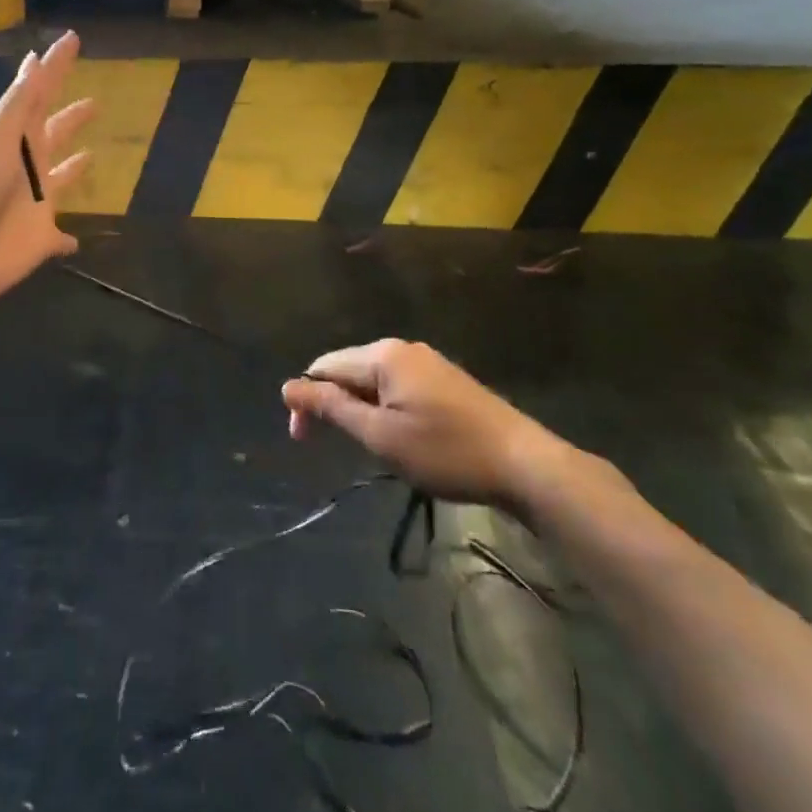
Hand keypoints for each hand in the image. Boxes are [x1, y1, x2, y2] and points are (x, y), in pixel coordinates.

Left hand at [0, 32, 93, 306]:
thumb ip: (20, 104)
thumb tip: (35, 59)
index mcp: (12, 137)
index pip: (39, 93)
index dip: (55, 67)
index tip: (71, 40)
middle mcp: (25, 166)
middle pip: (54, 135)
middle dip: (71, 118)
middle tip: (94, 103)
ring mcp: (33, 204)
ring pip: (59, 181)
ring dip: (73, 169)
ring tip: (90, 157)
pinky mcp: (39, 240)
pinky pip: (59, 238)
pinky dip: (68, 240)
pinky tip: (75, 242)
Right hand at [281, 339, 561, 504]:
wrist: (523, 463)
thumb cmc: (445, 451)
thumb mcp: (380, 435)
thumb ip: (332, 408)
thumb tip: (288, 386)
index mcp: (382, 355)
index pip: (324, 367)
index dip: (305, 400)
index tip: (302, 440)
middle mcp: (402, 348)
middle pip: (348, 369)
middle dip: (332, 404)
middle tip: (331, 446)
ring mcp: (426, 361)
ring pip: (373, 379)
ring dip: (359, 408)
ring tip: (367, 444)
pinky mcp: (444, 378)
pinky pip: (397, 385)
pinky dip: (383, 407)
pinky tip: (396, 434)